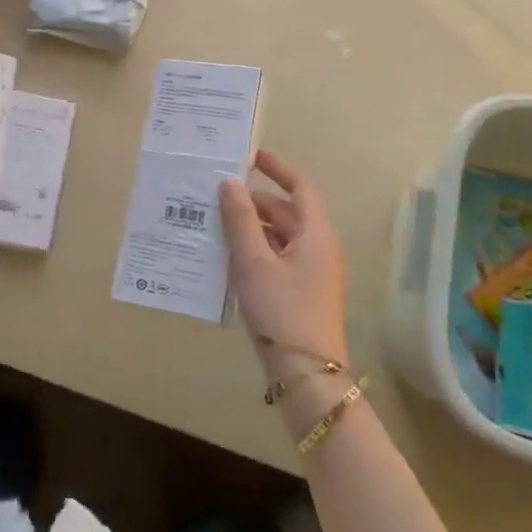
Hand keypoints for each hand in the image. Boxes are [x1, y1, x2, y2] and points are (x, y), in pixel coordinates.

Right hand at [218, 150, 350, 371]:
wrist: (307, 375)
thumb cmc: (282, 310)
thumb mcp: (253, 261)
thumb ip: (240, 219)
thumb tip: (230, 183)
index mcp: (315, 234)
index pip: (301, 188)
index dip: (277, 168)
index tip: (249, 156)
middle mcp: (318, 248)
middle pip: (286, 212)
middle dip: (253, 200)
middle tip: (216, 194)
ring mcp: (310, 273)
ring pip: (278, 236)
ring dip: (250, 226)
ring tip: (213, 222)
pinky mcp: (299, 293)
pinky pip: (275, 257)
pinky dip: (254, 249)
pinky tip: (226, 256)